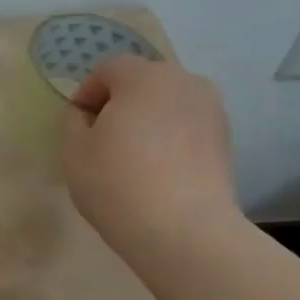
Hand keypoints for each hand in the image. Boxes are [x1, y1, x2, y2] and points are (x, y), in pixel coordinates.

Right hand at [61, 56, 238, 258]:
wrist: (184, 230)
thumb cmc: (117, 184)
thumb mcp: (74, 151)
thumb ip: (73, 121)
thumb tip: (84, 113)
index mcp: (145, 77)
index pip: (109, 69)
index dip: (87, 92)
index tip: (77, 124)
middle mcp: (185, 82)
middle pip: (143, 82)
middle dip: (120, 103)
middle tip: (103, 140)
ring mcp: (212, 111)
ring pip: (169, 105)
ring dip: (148, 120)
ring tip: (133, 157)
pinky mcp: (226, 141)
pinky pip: (188, 128)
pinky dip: (171, 139)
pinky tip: (158, 172)